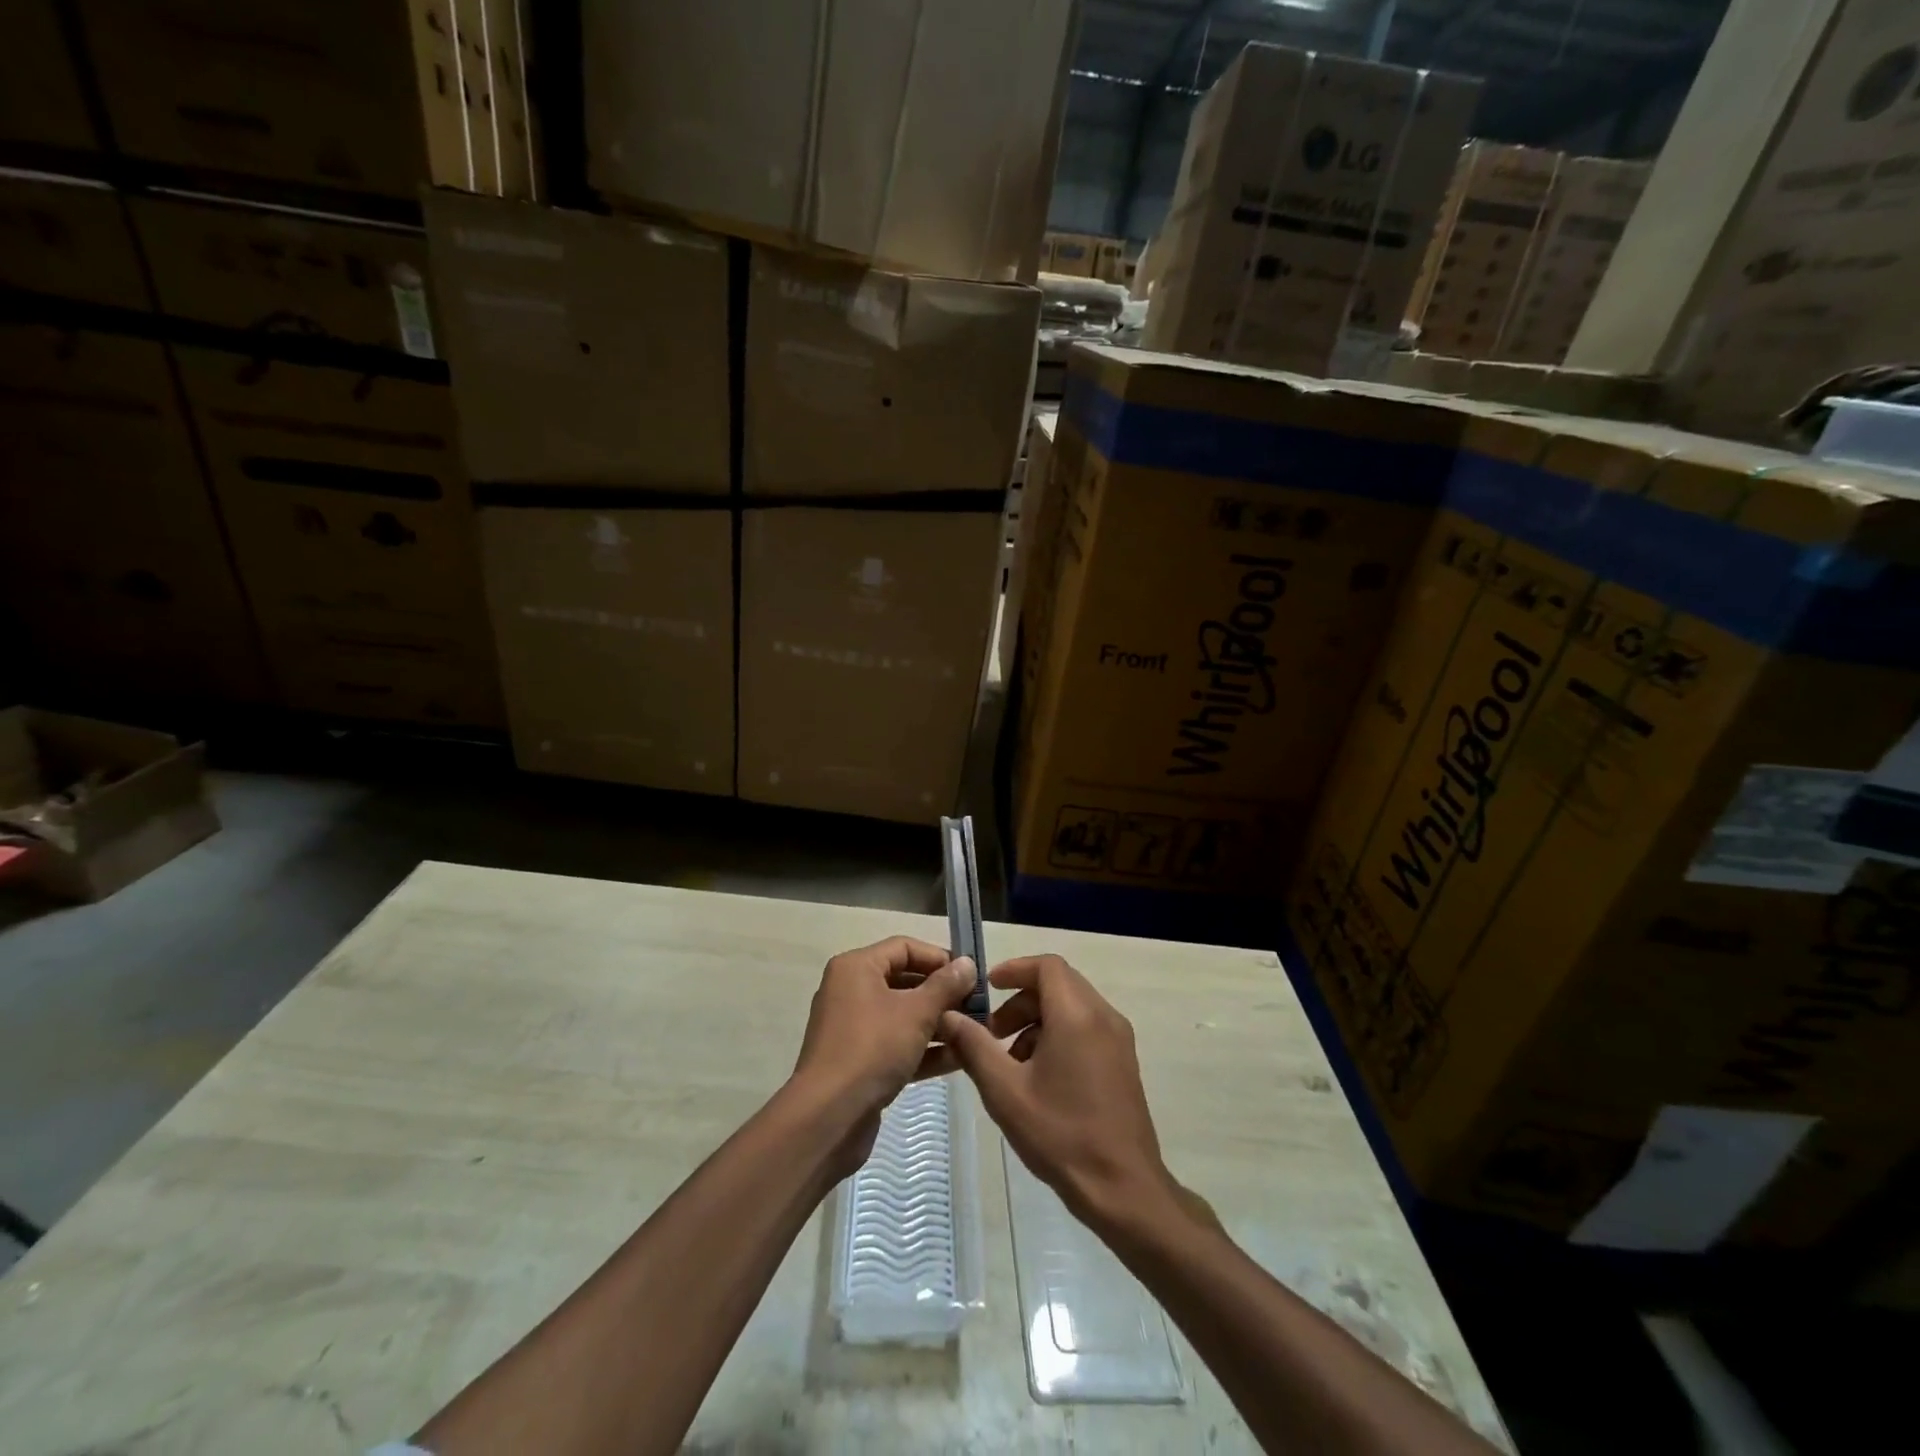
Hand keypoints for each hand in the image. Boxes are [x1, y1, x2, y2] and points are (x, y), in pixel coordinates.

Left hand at [789, 937, 977, 1176]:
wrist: (829, 1117)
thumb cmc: (873, 1048)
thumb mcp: (916, 1012)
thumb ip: (945, 985)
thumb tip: (967, 963)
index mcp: (857, 967)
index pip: (904, 947)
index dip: (939, 957)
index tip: (971, 975)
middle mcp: (851, 991)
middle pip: (904, 981)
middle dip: (942, 993)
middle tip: (977, 1005)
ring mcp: (854, 1028)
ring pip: (903, 1015)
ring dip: (938, 1023)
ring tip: (974, 1032)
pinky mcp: (859, 1061)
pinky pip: (896, 1044)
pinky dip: (923, 1048)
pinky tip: (958, 1059)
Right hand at [937, 955, 1175, 1228]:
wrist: (1123, 1188)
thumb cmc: (1061, 1134)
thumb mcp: (1005, 1091)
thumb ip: (974, 1046)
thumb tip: (948, 1015)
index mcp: (1077, 1015)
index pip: (1047, 966)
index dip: (1014, 969)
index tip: (987, 989)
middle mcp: (1103, 1016)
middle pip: (1058, 984)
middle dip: (1020, 1000)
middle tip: (991, 1032)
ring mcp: (1118, 1039)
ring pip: (1072, 1006)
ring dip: (1037, 1019)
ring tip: (1010, 1060)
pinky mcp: (1123, 1061)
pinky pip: (1086, 1027)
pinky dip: (1058, 1034)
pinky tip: (1038, 1076)